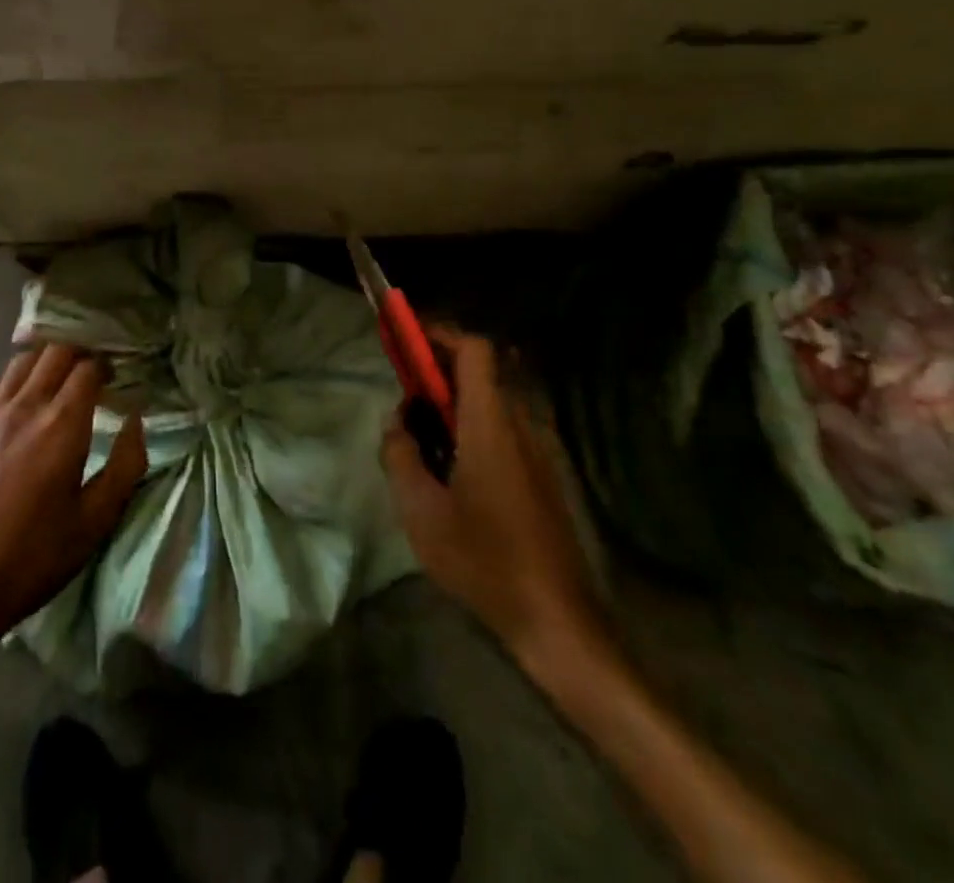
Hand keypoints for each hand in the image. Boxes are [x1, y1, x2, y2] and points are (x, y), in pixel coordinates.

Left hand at [0, 343, 146, 662]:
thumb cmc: (33, 556)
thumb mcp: (95, 521)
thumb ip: (126, 465)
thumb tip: (136, 421)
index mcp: (62, 424)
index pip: (88, 367)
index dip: (106, 366)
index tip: (115, 380)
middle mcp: (25, 406)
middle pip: (55, 352)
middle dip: (78, 355)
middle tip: (89, 376)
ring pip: (21, 361)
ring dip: (44, 363)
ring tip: (54, 383)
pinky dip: (10, 381)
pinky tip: (15, 403)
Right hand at [381, 330, 616, 690]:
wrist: (556, 619)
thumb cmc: (484, 559)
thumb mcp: (421, 511)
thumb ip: (400, 455)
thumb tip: (397, 422)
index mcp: (490, 423)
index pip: (474, 349)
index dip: (440, 334)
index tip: (407, 340)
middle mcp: (519, 424)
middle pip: (481, 371)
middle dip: (439, 371)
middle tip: (406, 398)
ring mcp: (537, 450)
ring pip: (491, 401)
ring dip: (455, 402)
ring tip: (423, 438)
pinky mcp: (544, 474)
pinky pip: (504, 429)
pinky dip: (473, 427)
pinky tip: (453, 471)